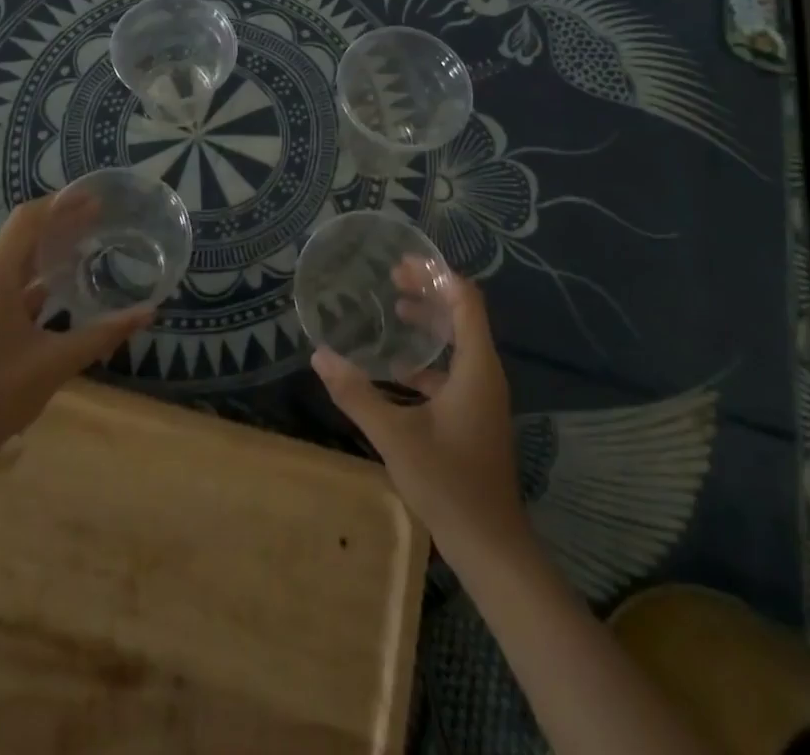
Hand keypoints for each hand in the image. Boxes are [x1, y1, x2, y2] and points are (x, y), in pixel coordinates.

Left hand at [0, 196, 151, 451]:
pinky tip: (63, 291)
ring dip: (49, 252)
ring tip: (87, 247)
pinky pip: (10, 287)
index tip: (97, 199)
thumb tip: (148, 312)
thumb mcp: (55, 362)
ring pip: (16, 263)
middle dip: (60, 224)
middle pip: (22, 236)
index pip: (28, 219)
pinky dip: (37, 281)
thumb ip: (103, 333)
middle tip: (101, 219)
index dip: (62, 203)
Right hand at [312, 265, 525, 556]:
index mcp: (476, 367)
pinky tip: (396, 366)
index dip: (437, 275)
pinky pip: (454, 368)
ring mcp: (482, 395)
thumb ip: (357, 393)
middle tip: (391, 278)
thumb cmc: (448, 483)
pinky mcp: (475, 414)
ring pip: (459, 341)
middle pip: (462, 315)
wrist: (490, 545)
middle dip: (429, 291)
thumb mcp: (395, 435)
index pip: (465, 301)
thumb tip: (319, 356)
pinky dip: (428, 357)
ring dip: (429, 321)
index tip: (403, 263)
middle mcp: (484, 372)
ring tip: (394, 307)